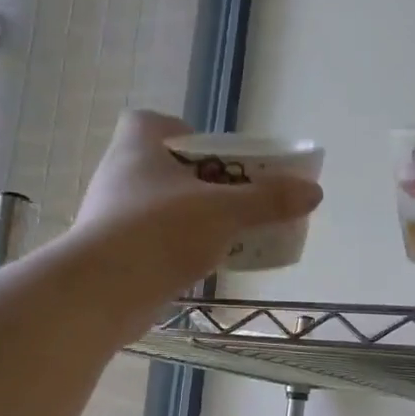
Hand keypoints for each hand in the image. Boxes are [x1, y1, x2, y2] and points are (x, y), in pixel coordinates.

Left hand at [72, 109, 322, 306]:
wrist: (101, 293)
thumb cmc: (159, 232)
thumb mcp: (224, 212)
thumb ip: (268, 201)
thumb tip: (313, 192)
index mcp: (137, 148)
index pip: (152, 122)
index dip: (184, 132)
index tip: (215, 157)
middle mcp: (120, 176)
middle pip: (167, 168)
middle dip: (203, 183)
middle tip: (238, 200)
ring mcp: (113, 218)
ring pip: (162, 209)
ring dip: (194, 220)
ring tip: (230, 236)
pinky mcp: (115, 256)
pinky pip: (155, 243)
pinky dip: (179, 250)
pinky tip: (204, 267)